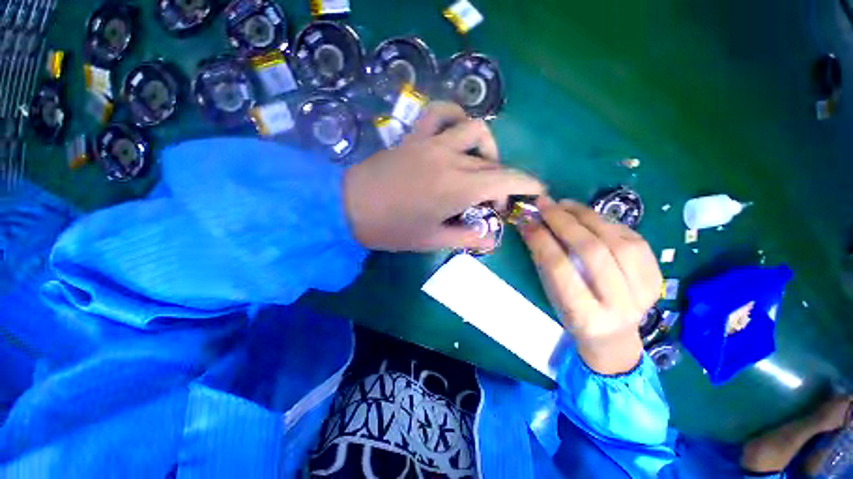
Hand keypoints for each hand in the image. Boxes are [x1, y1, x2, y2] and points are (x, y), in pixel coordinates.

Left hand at [344, 102, 543, 251]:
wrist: (349, 208)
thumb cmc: (392, 229)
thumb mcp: (432, 240)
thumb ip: (466, 237)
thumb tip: (490, 237)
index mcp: (458, 188)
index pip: (506, 180)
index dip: (527, 185)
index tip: (536, 193)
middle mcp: (450, 159)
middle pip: (493, 162)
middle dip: (504, 181)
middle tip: (493, 201)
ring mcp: (431, 143)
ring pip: (473, 128)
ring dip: (486, 147)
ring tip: (479, 166)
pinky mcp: (414, 137)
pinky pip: (439, 113)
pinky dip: (455, 118)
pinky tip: (455, 135)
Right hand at [519, 198, 662, 374]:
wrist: (613, 335)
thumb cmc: (573, 315)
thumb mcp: (552, 295)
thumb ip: (544, 261)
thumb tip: (532, 226)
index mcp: (586, 316)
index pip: (560, 268)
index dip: (542, 240)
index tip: (527, 221)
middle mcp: (620, 304)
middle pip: (592, 251)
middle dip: (564, 222)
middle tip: (545, 204)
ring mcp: (645, 290)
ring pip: (618, 241)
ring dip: (587, 217)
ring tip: (565, 205)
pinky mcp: (657, 276)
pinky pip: (634, 239)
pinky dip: (608, 223)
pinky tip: (589, 217)